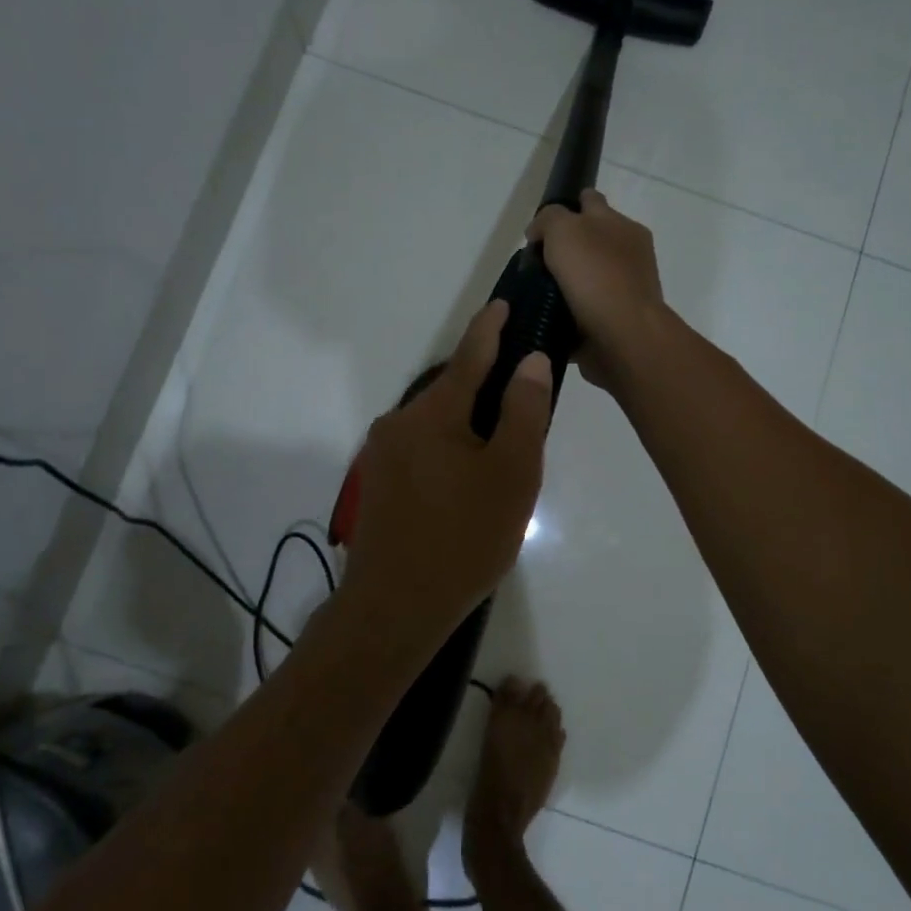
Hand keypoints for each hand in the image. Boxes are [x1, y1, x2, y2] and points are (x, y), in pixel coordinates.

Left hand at [340, 301, 552, 647]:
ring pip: (437, 424)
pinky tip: (469, 482)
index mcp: (432, 412)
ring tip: (503, 453)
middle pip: (452, 391)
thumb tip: (531, 361)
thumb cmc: (464, 537)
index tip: (504, 303)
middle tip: (525, 403)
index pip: (469, 355)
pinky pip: (422, 450)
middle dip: (487, 390)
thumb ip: (523, 411)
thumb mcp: (511, 473)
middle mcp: (399, 422)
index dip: (491, 327)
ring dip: (469, 426)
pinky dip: (450, 450)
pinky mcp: (379, 484)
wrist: (396, 606)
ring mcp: (383, 455)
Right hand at [527, 189, 670, 393]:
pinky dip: (567, 316)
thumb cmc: (596, 277)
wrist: (623, 339)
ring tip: (531, 295)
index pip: (591, 202)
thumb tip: (538, 233)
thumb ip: (549, 219)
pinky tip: (544, 320)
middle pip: (589, 243)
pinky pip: (583, 313)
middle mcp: (627, 256)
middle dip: (564, 249)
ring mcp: (622, 292)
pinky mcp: (613, 324)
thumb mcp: (565, 230)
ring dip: (564, 285)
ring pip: (585, 280)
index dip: (566, 207)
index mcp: (622, 227)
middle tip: (533, 264)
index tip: (541, 227)